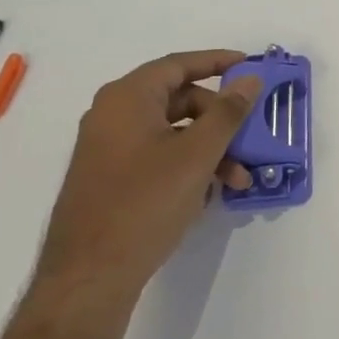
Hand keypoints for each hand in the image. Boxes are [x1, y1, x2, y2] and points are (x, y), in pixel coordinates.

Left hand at [29, 50, 262, 334]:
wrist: (89, 277)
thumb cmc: (145, 204)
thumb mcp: (197, 155)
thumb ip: (227, 113)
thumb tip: (249, 79)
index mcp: (127, 98)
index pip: (178, 65)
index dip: (217, 62)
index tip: (249, 66)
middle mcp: (113, 115)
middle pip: (178, 100)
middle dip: (220, 120)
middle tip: (249, 139)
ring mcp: (108, 149)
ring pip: (171, 133)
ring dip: (209, 149)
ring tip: (237, 181)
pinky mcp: (109, 179)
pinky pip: (157, 156)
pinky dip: (187, 165)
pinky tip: (208, 194)